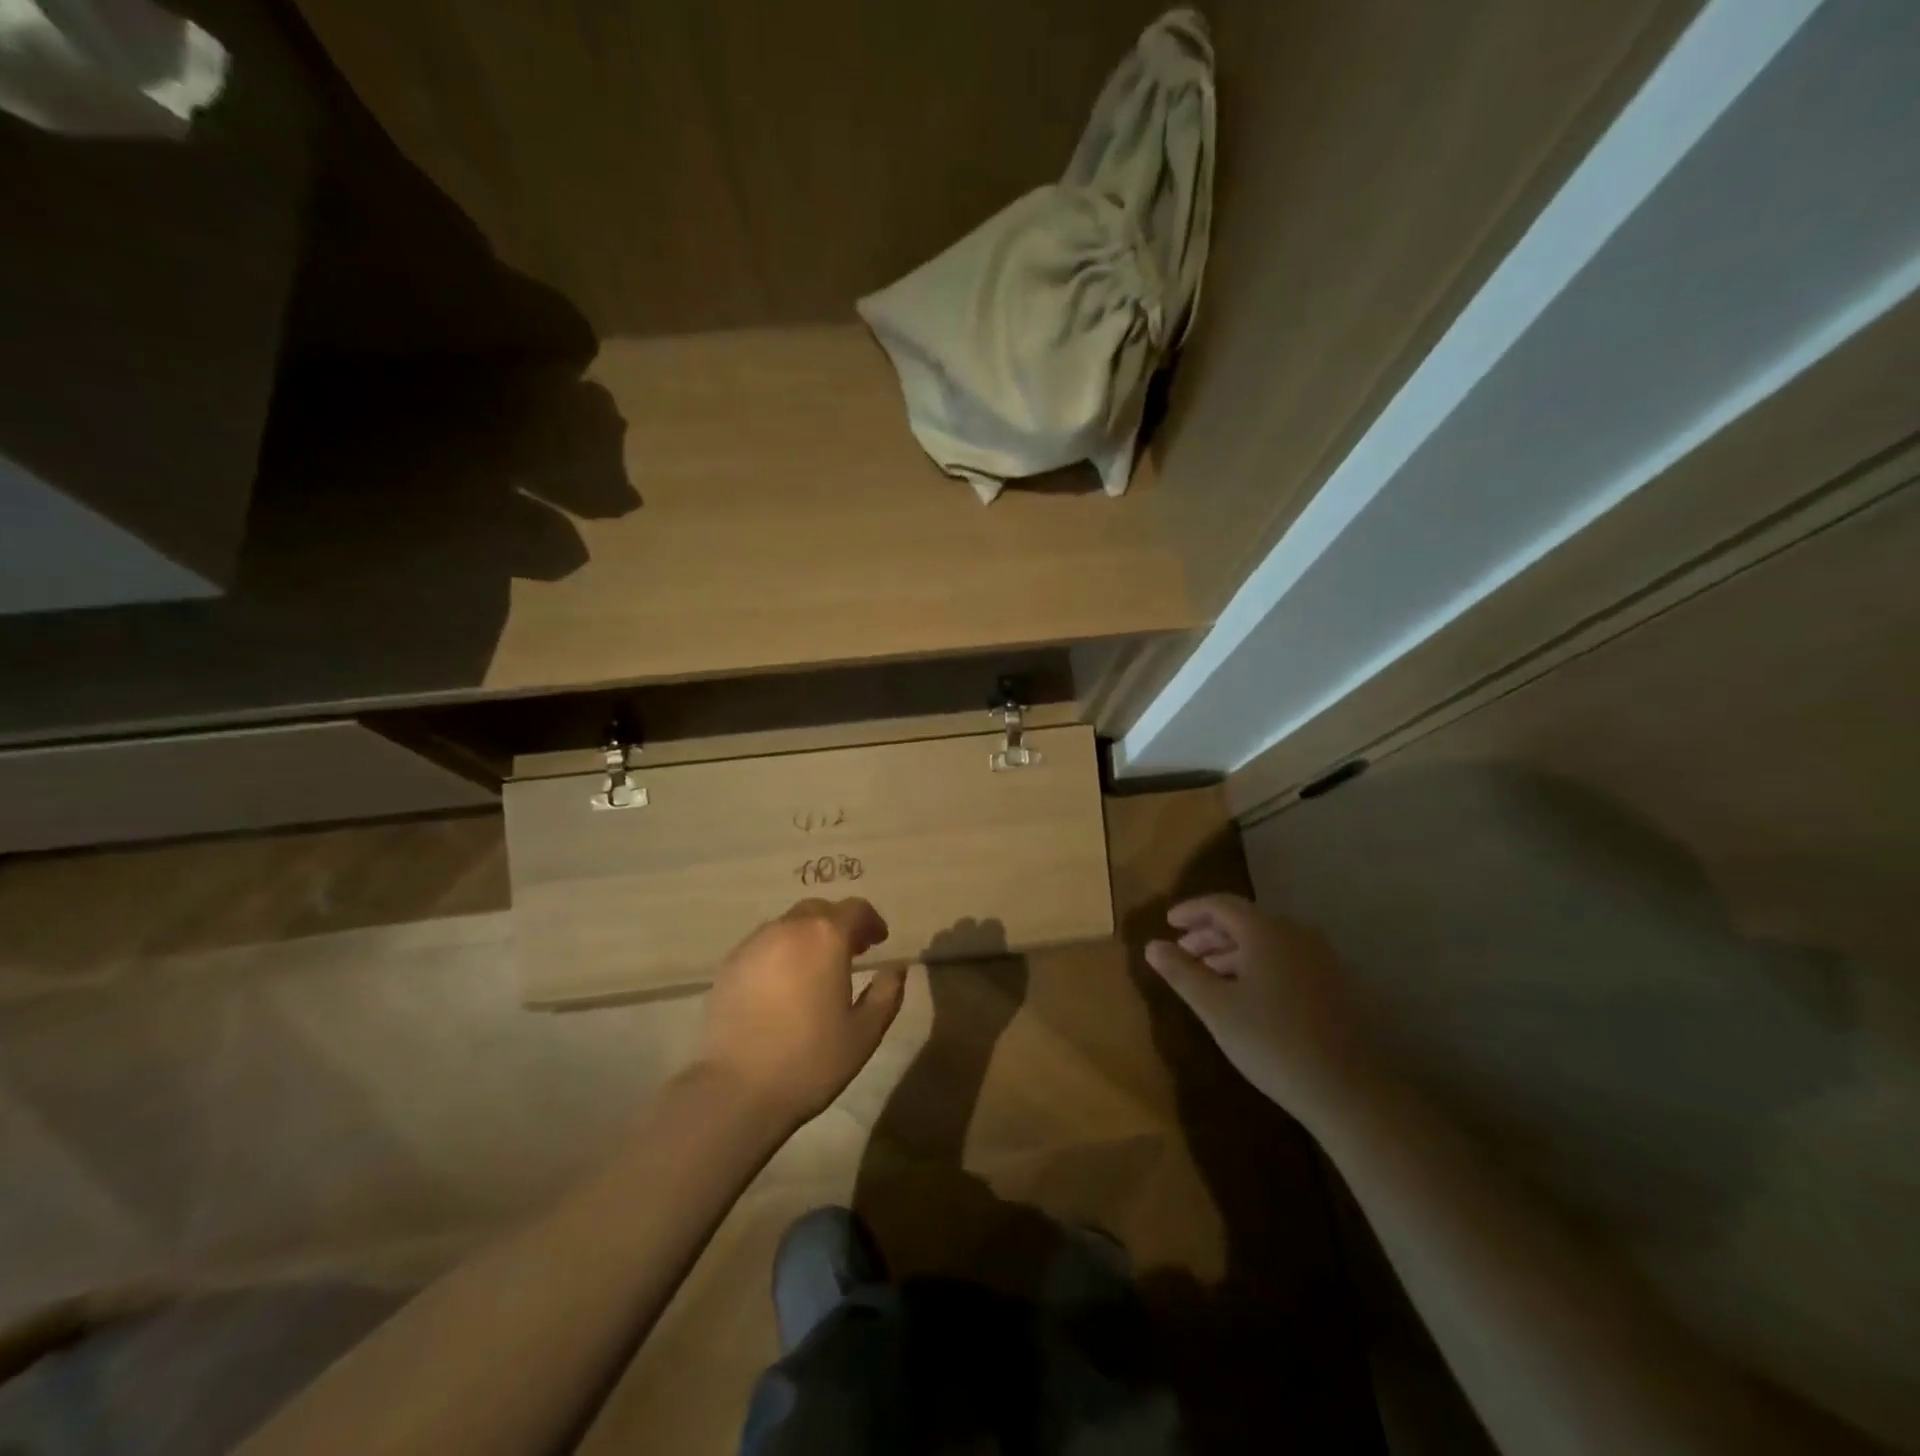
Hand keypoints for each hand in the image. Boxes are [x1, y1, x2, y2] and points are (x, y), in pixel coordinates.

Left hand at [695, 898, 906, 1128]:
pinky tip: (782, 986)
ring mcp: (754, 944)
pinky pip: (763, 946)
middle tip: (851, 952)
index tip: (879, 941)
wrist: (736, 1089)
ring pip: (788, 925)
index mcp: (826, 937)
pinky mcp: (729, 965)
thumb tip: (895, 969)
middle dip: (839, 924)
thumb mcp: (865, 1033)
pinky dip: (780, 954)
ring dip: (807, 937)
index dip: (871, 921)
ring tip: (815, 970)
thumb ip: (887, 994)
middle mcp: (789, 928)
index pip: (855, 909)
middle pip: (819, 910)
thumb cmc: (810, 1059)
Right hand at [1145, 893, 1385, 1128]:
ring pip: (1268, 942)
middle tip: (1184, 952)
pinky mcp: (1339, 985)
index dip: (1191, 911)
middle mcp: (1297, 934)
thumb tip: (1152, 945)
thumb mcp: (1216, 1008)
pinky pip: (1288, 960)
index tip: (1169, 923)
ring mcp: (1323, 959)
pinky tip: (1249, 995)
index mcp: (1266, 931)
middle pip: (1246, 921)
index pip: (1221, 905)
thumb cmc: (1273, 1042)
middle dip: (1210, 933)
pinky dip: (1260, 966)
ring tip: (1210, 975)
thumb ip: (1181, 972)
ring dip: (1234, 952)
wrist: (1352, 1092)